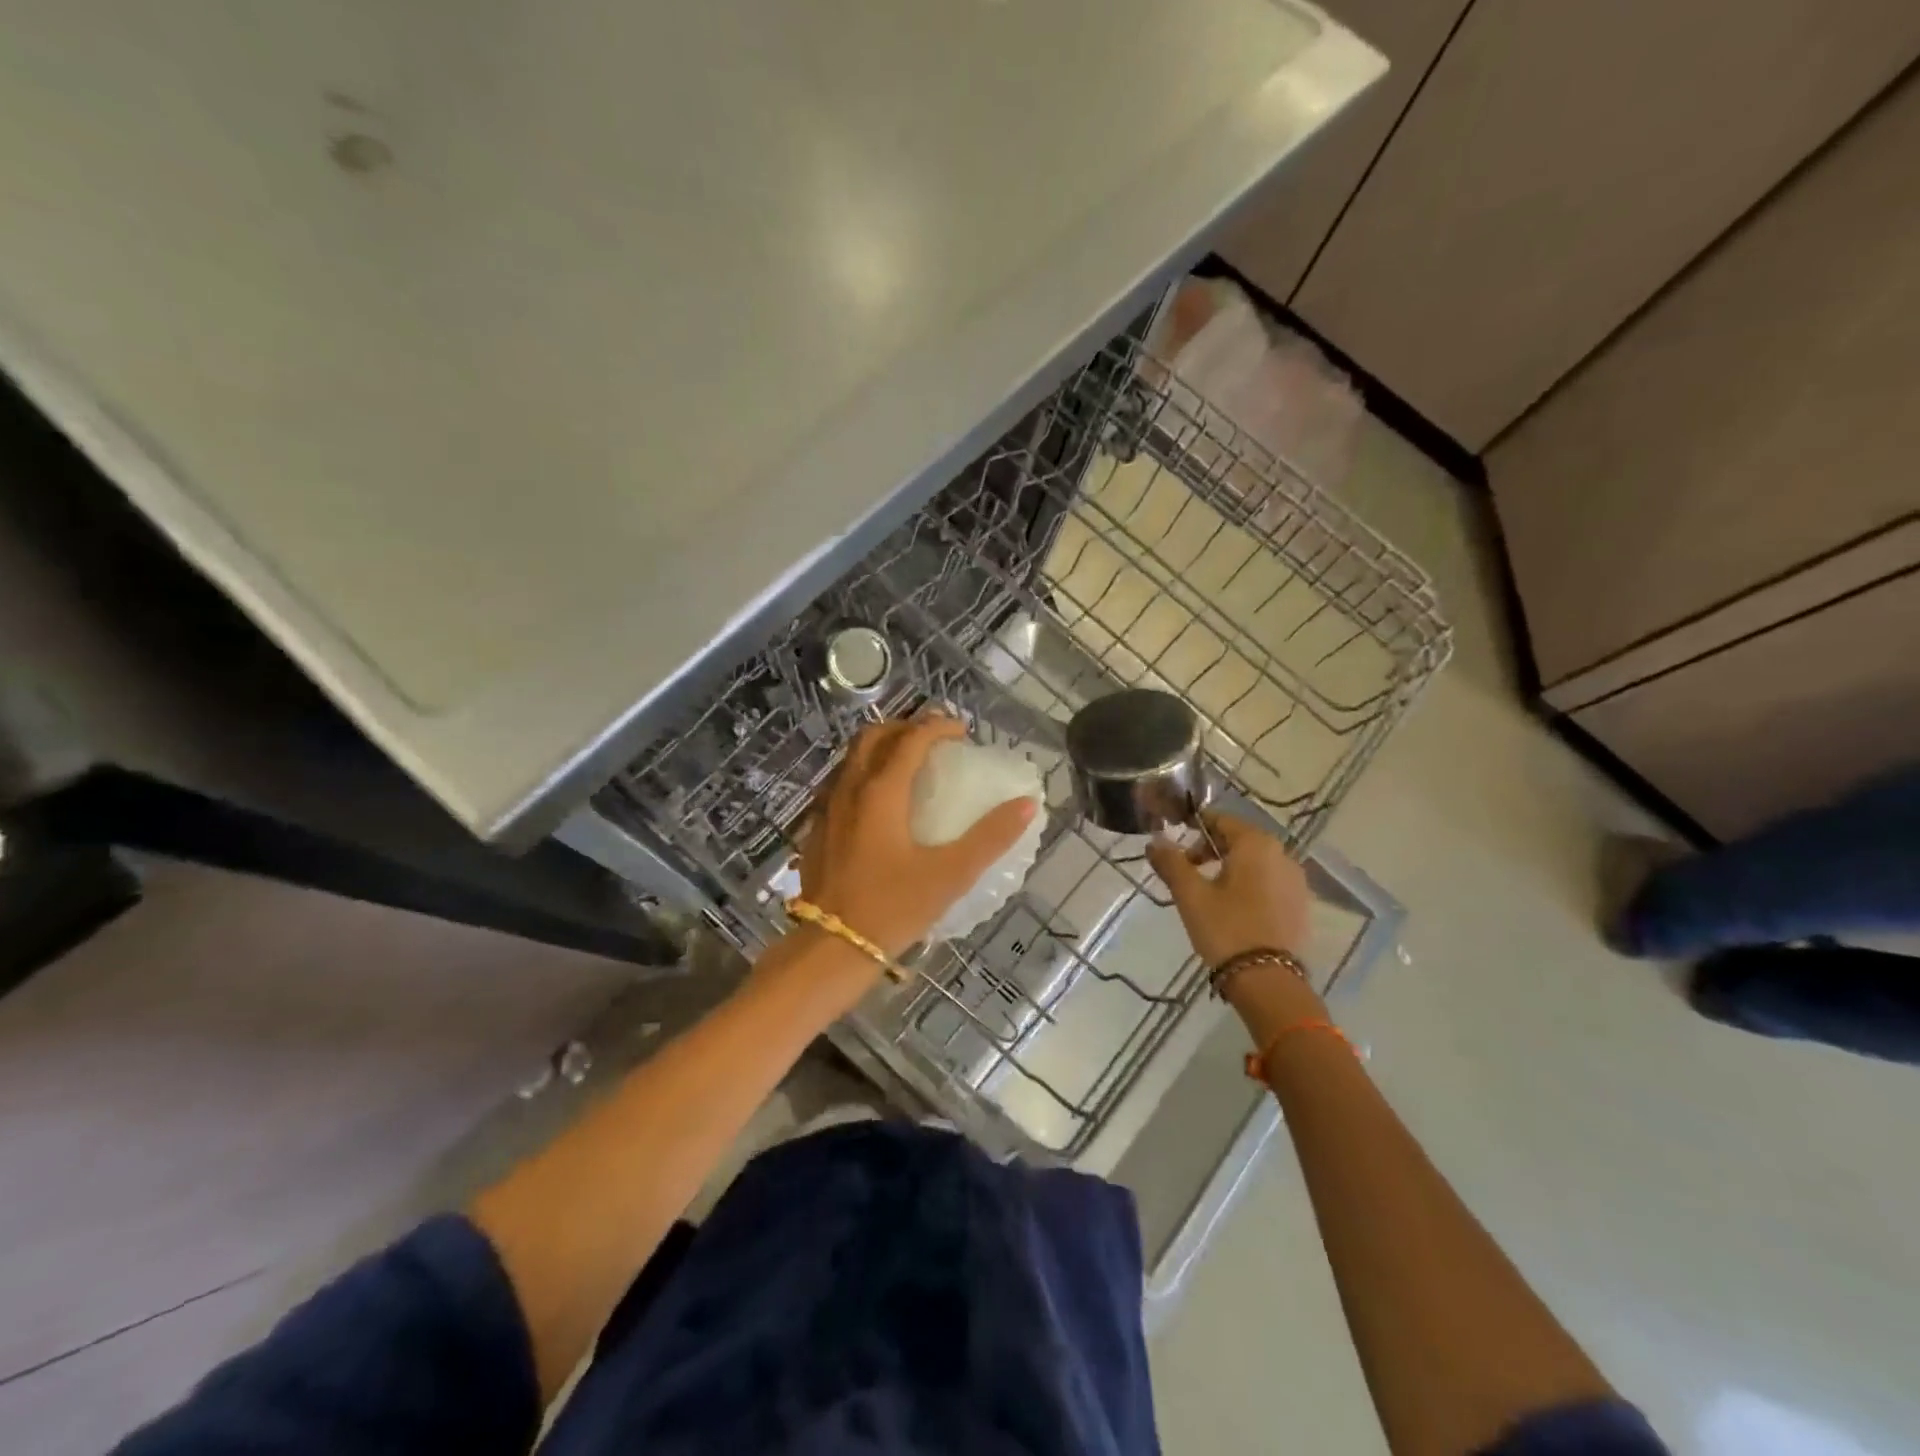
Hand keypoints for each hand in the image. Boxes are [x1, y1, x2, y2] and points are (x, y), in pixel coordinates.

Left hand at [798, 715, 1038, 961]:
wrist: (830, 947)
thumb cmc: (892, 908)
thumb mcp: (950, 875)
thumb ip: (990, 837)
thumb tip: (1026, 804)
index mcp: (881, 792)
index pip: (911, 739)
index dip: (938, 726)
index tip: (962, 731)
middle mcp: (849, 789)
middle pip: (874, 736)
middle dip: (905, 727)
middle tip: (934, 739)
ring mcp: (827, 807)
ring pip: (852, 757)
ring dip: (882, 747)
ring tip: (909, 763)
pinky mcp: (816, 828)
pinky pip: (841, 782)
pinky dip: (864, 773)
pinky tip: (880, 802)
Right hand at [1146, 812, 1309, 966]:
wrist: (1267, 981)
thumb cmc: (1225, 928)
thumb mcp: (1190, 894)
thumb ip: (1171, 862)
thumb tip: (1154, 841)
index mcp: (1256, 844)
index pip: (1221, 819)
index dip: (1195, 826)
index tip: (1175, 841)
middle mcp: (1282, 854)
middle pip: (1240, 839)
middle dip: (1211, 849)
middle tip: (1187, 870)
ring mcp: (1296, 881)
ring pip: (1256, 862)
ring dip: (1231, 867)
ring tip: (1208, 892)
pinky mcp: (1301, 905)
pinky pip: (1270, 882)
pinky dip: (1250, 885)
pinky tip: (1234, 908)